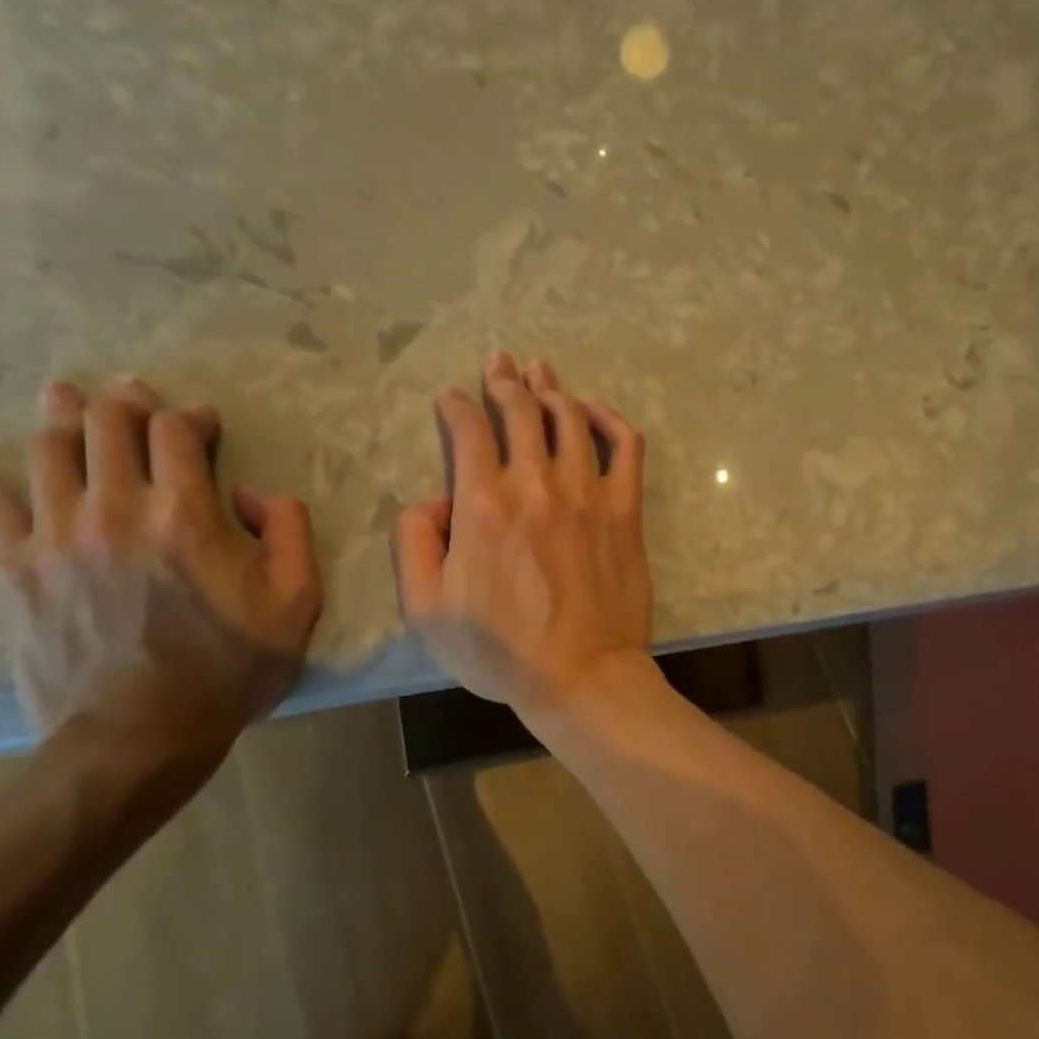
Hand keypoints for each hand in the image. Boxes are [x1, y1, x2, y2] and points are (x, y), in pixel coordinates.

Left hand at [0, 377, 322, 748]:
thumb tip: (252, 494)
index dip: (192, 417)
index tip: (204, 425)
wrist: (140, 736)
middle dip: (128, 402)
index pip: (176, 431)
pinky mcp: (15, 567)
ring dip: (63, 417)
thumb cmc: (230, 669)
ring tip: (67, 401)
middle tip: (137, 399)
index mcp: (186, 516)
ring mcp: (56, 535)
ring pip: (48, 449)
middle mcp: (115, 508)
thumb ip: (291, 530)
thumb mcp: (298, 603)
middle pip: (108, 423)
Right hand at [395, 353, 651, 713]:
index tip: (450, 398)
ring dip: (551, 389)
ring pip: (569, 419)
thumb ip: (414, 544)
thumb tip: (432, 502)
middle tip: (499, 362)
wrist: (581, 676)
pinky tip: (595, 410)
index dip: (456, 406)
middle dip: (504, 381)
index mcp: (483, 505)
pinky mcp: (625, 510)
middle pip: (520, 412)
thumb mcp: (426, 610)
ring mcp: (587, 494)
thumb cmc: (501, 651)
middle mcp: (536, 485)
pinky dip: (610, 420)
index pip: (468, 432)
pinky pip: (625, 447)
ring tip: (541, 371)